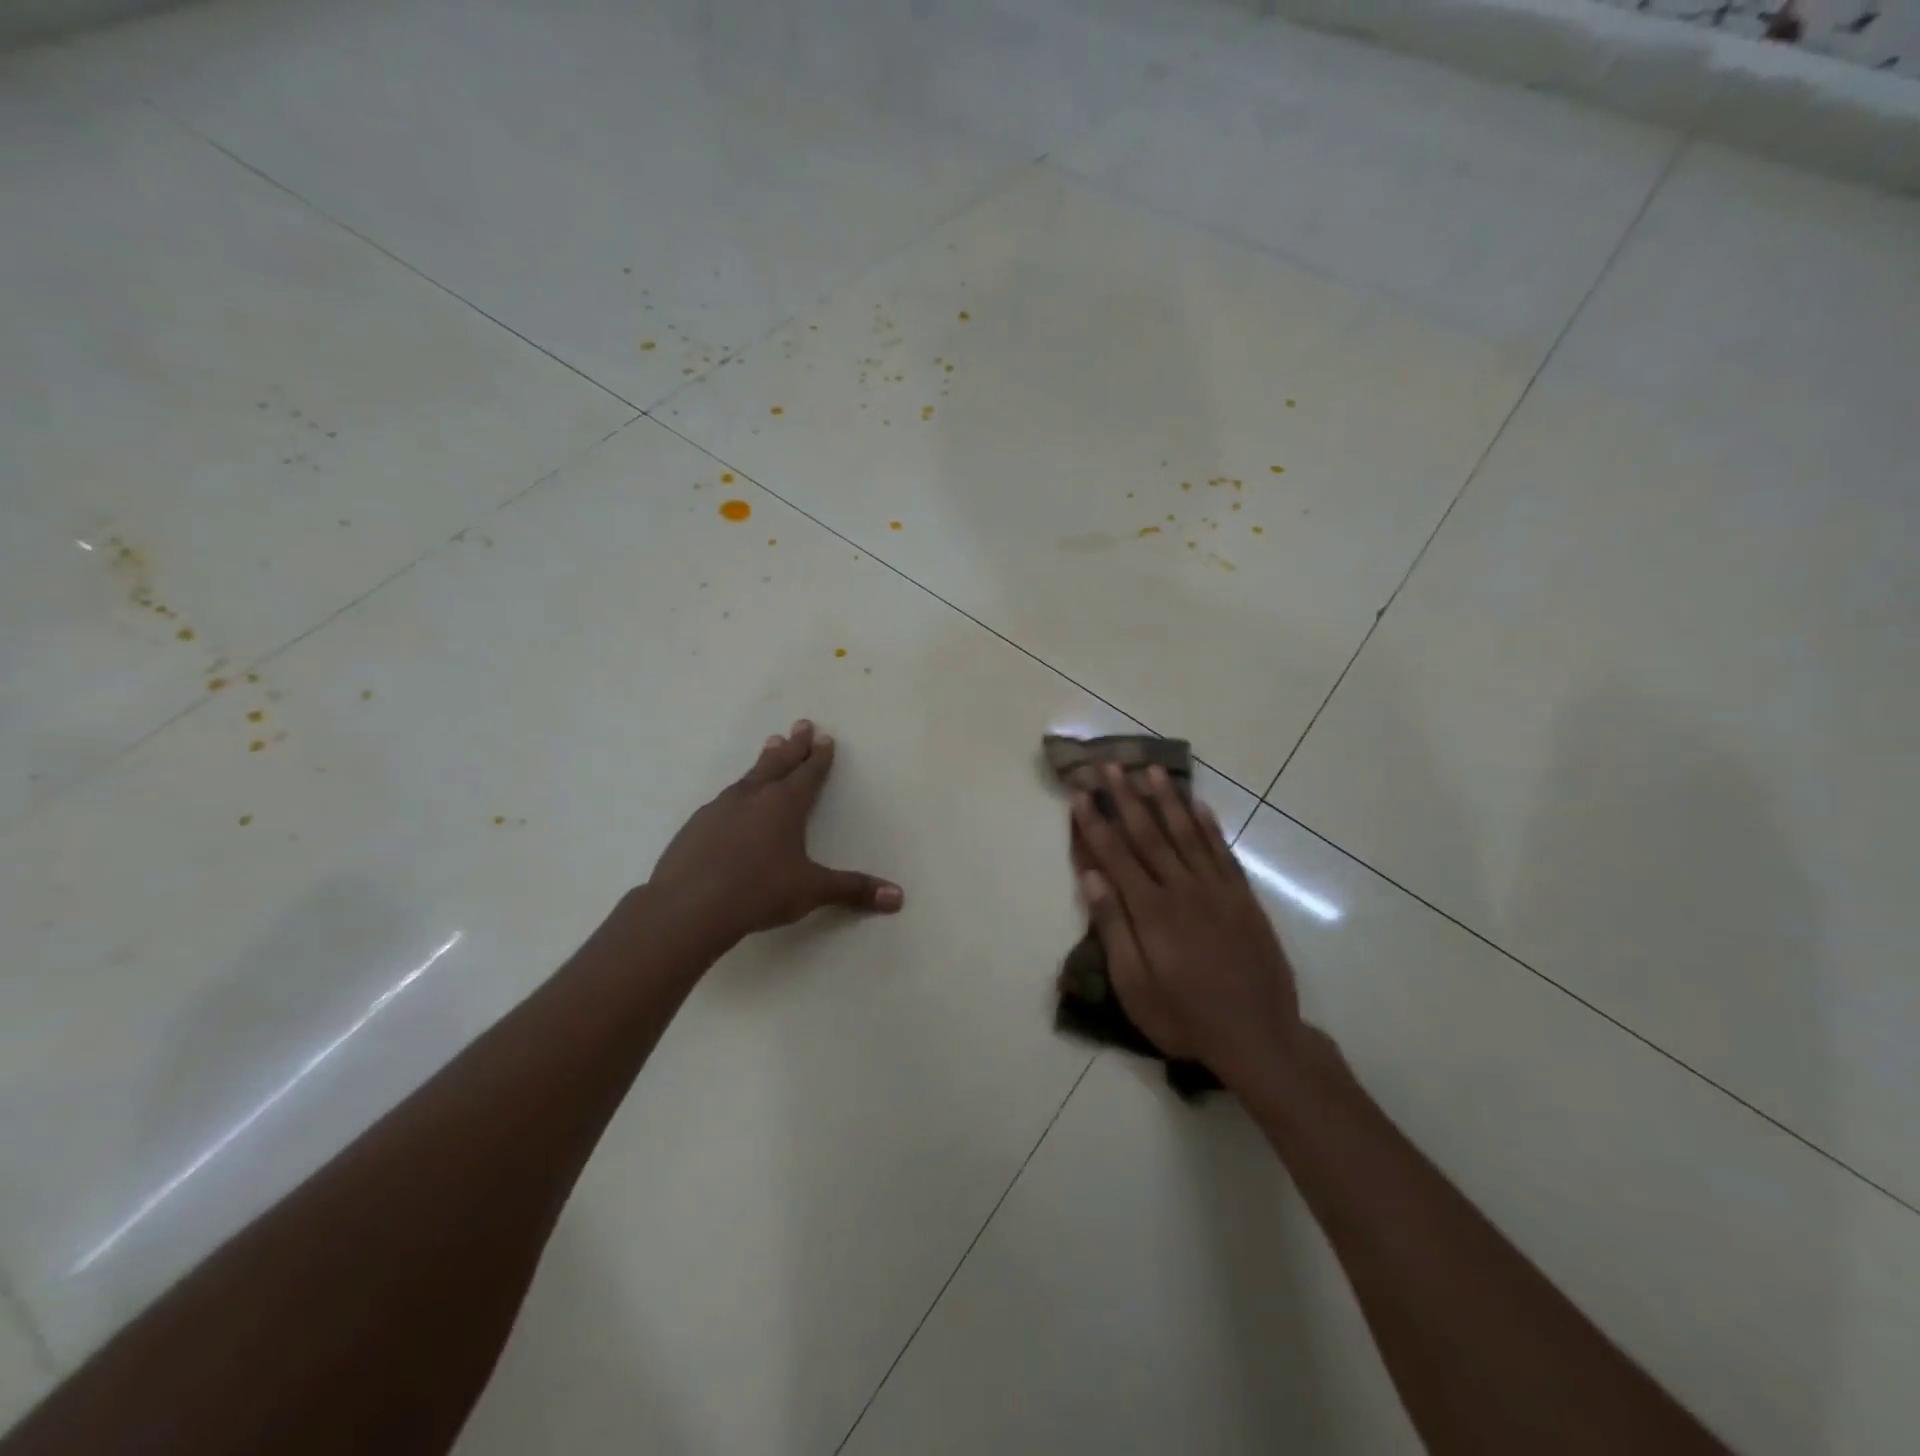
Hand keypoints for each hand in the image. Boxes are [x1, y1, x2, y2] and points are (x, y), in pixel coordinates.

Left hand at [649, 720, 902, 940]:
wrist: (688, 907)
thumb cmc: (759, 892)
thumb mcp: (811, 891)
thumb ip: (853, 890)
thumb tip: (898, 897)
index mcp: (785, 806)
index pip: (808, 774)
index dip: (819, 757)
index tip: (825, 738)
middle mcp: (754, 797)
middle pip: (778, 763)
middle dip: (794, 745)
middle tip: (801, 724)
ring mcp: (720, 808)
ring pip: (749, 776)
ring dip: (764, 761)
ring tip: (770, 745)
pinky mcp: (696, 825)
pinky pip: (724, 799)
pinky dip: (737, 792)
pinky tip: (733, 801)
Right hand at [1071, 764, 1301, 1085]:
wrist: (1259, 1037)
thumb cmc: (1185, 1017)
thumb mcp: (1135, 986)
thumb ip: (1113, 927)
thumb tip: (1091, 876)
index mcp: (1151, 910)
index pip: (1116, 855)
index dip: (1096, 822)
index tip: (1082, 793)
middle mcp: (1183, 889)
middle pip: (1149, 834)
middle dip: (1126, 797)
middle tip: (1111, 765)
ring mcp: (1217, 890)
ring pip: (1187, 833)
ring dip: (1167, 799)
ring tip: (1151, 770)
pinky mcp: (1243, 898)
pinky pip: (1222, 851)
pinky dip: (1208, 826)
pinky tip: (1198, 805)